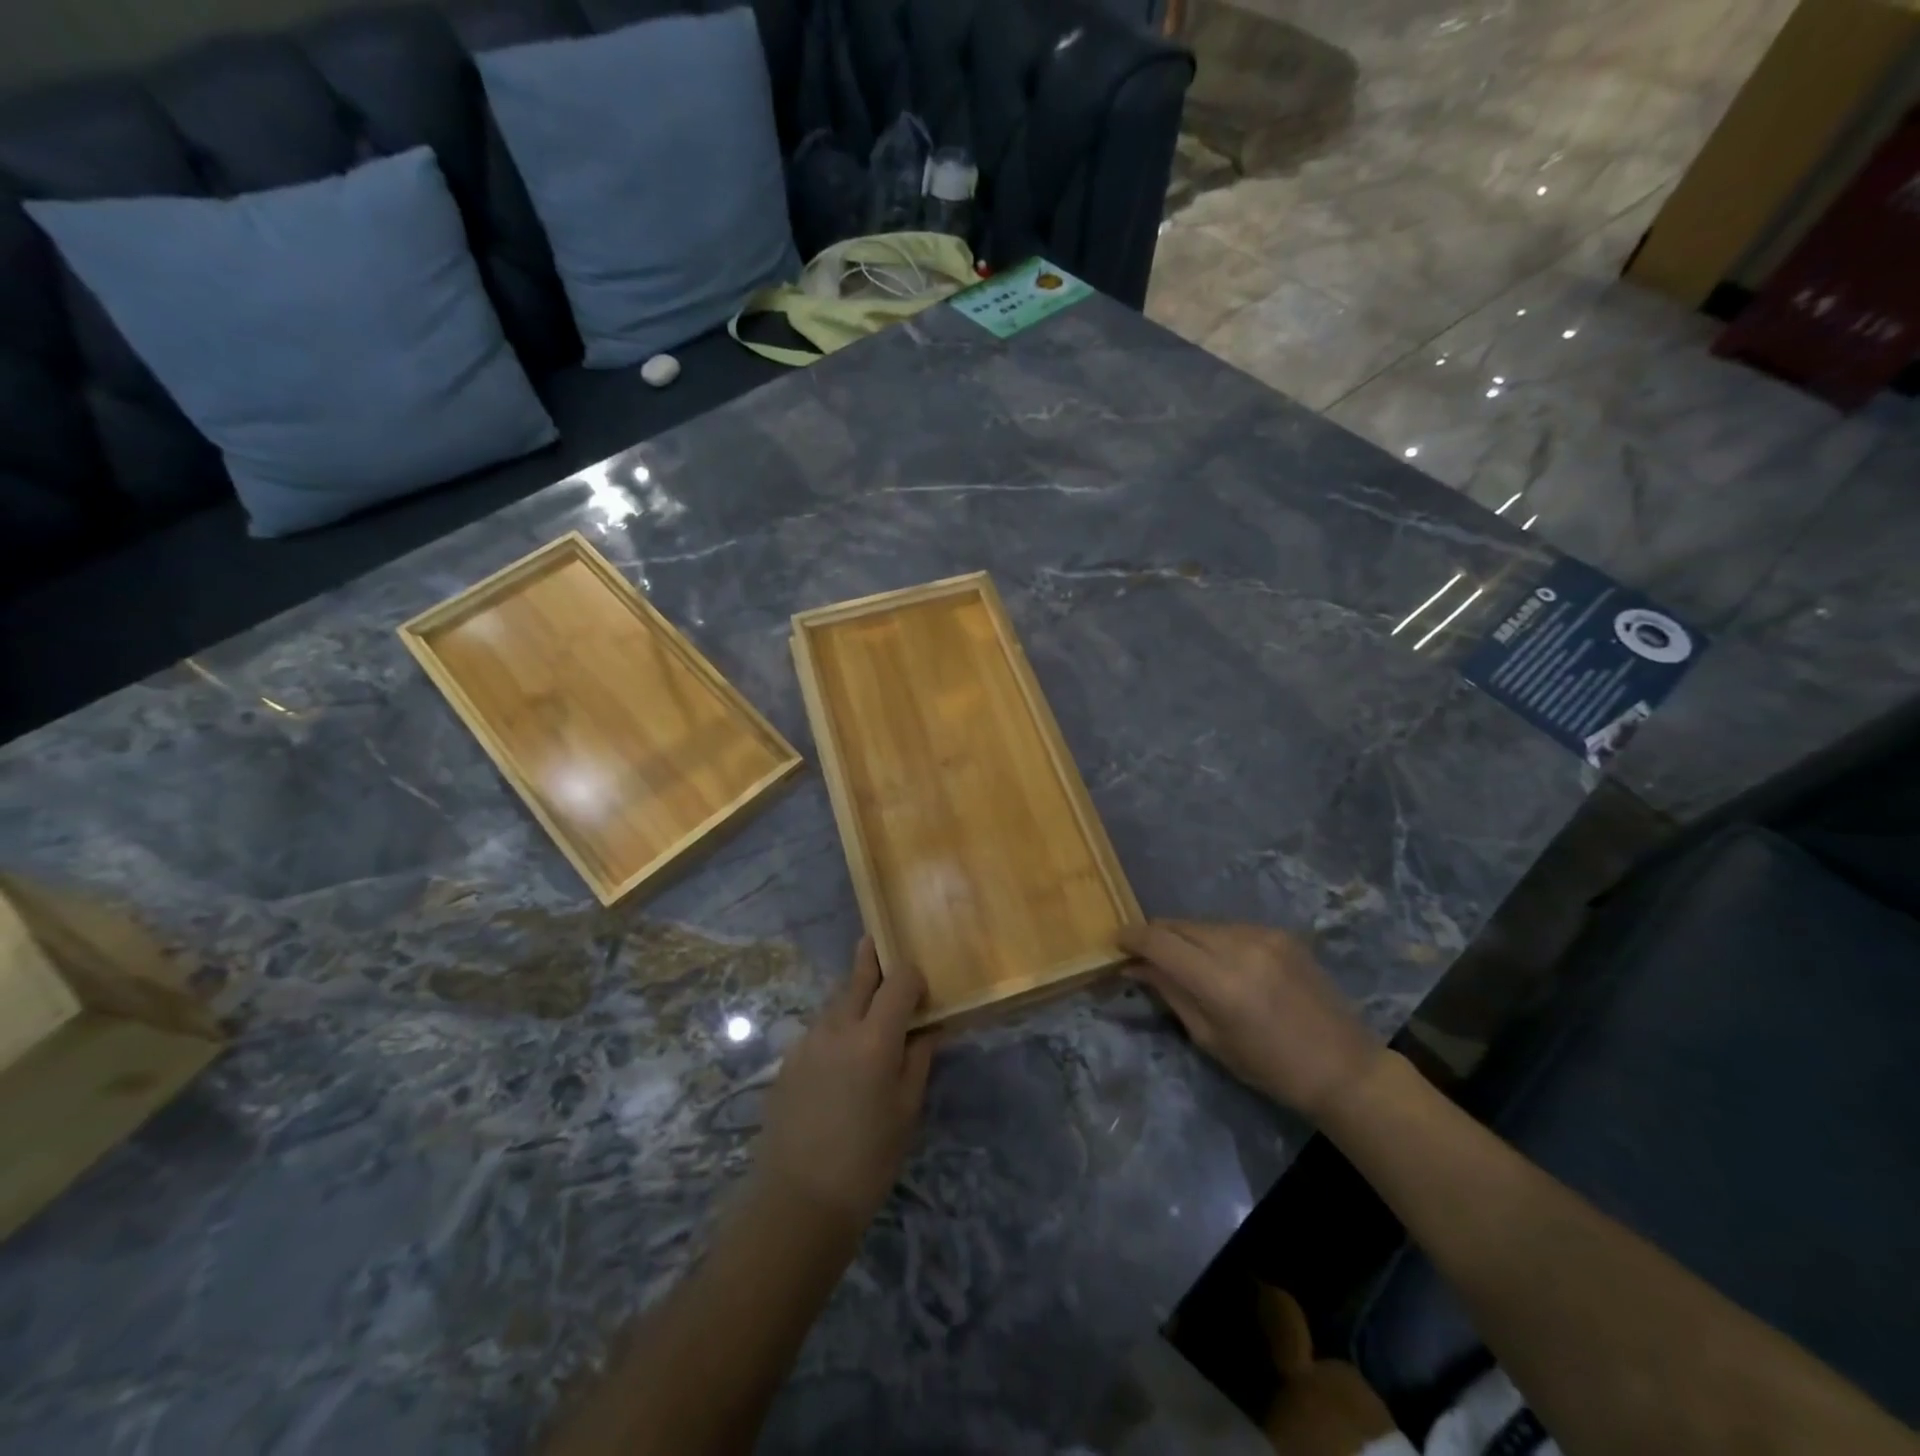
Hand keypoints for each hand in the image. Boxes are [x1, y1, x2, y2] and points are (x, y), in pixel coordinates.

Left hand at [752, 938, 934, 1232]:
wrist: (799, 1199)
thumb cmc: (868, 1159)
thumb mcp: (906, 1111)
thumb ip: (917, 1061)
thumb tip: (928, 1030)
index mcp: (874, 1038)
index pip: (898, 982)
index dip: (912, 976)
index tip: (921, 988)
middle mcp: (838, 1027)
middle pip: (857, 978)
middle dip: (871, 958)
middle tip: (876, 940)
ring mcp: (807, 1042)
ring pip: (834, 1002)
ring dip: (852, 993)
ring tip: (864, 997)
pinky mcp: (788, 1061)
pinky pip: (818, 1028)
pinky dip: (834, 1024)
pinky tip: (840, 1049)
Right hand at [1119, 919, 1382, 1120]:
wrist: (1343, 1067)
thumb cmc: (1270, 1067)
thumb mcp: (1210, 1038)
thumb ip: (1170, 993)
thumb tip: (1135, 966)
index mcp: (1220, 982)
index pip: (1159, 942)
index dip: (1131, 938)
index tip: (1115, 943)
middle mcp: (1240, 946)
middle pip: (1178, 924)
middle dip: (1154, 935)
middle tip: (1140, 952)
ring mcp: (1263, 934)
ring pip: (1203, 924)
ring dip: (1184, 937)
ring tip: (1180, 960)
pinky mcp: (1280, 932)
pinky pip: (1230, 927)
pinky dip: (1213, 939)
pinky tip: (1218, 961)